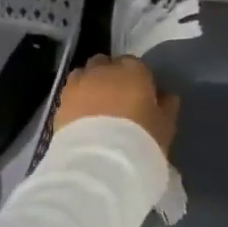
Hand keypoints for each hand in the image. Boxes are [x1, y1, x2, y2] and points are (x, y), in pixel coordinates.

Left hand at [55, 54, 179, 156]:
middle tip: (117, 100)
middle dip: (110, 76)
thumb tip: (165, 95)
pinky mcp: (61, 102)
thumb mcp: (165, 126)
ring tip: (95, 107)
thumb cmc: (141, 141)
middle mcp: (104, 70)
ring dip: (90, 84)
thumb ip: (166, 105)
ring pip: (84, 74)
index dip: (137, 79)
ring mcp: (79, 84)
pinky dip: (76, 101)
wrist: (100, 162)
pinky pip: (70, 94)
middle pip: (106, 64)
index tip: (140, 96)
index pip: (136, 65)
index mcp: (134, 71)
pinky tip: (82, 119)